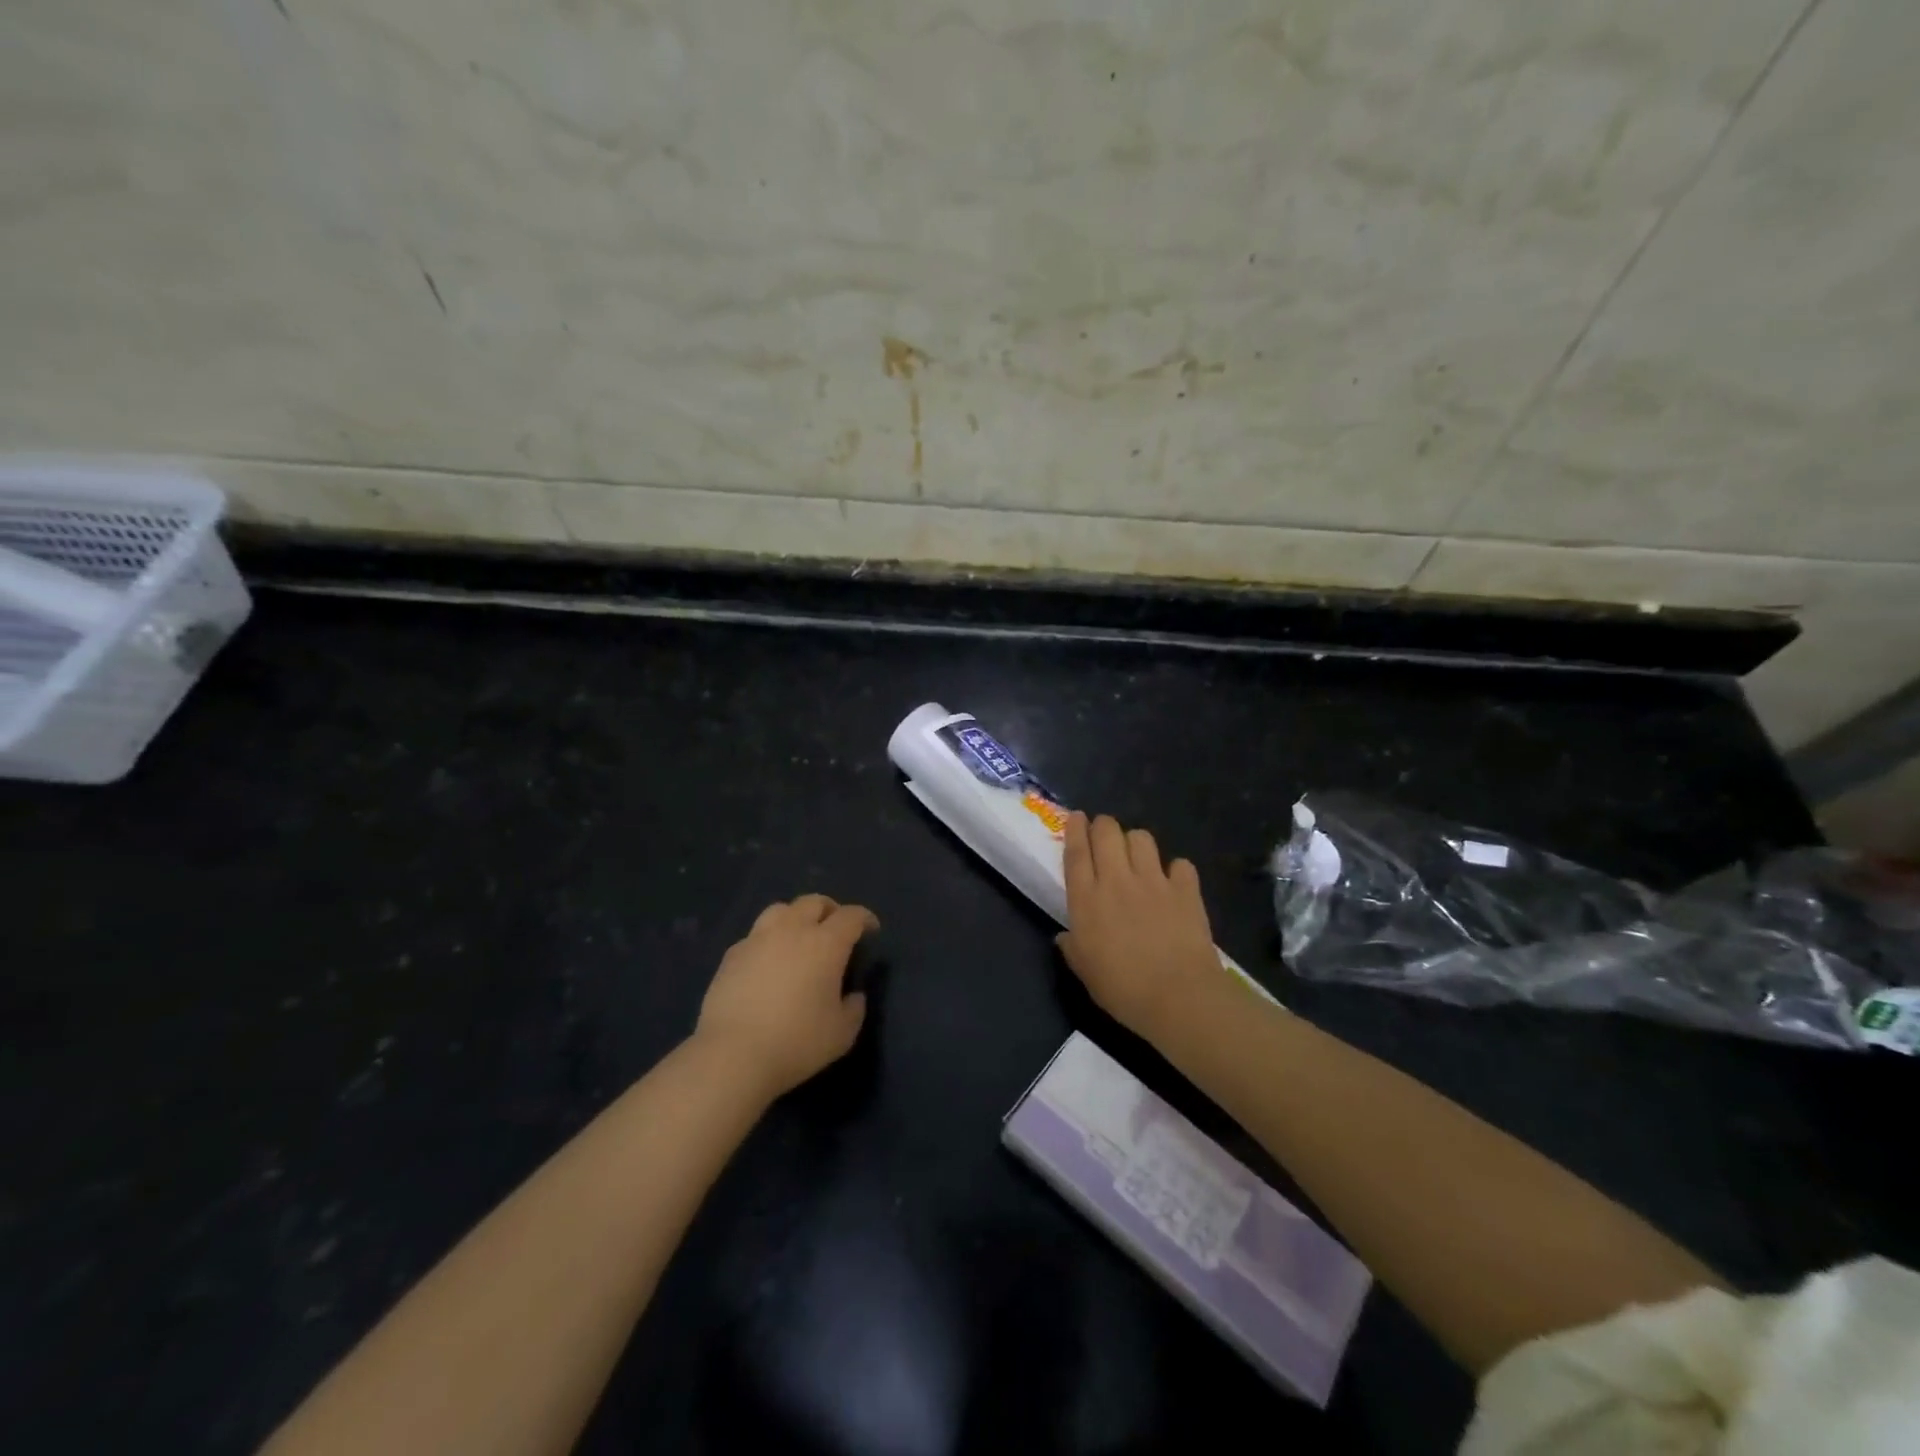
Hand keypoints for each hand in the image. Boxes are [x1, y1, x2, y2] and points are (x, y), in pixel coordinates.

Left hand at [696, 895, 878, 1098]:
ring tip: (799, 937)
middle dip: (830, 910)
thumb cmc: (796, 1042)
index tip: (871, 930)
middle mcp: (792, 930)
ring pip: (781, 910)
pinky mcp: (732, 955)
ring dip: (796, 917)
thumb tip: (853, 995)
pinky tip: (768, 962)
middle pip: (814, 902)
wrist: (733, 1055)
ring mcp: (758, 939)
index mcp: (826, 943)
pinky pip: (755, 935)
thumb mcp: (842, 1033)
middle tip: (836, 929)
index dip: (865, 919)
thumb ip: (854, 1008)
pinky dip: (768, 940)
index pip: (851, 916)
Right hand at [1056, 812, 1227, 1040]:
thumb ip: (1072, 948)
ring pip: (1141, 838)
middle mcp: (1117, 880)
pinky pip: (1180, 864)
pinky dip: (1176, 870)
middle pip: (1107, 832)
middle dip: (1103, 826)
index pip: (1076, 852)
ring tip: (1136, 856)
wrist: (1179, 997)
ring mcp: (1154, 881)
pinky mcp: (1185, 889)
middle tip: (1103, 835)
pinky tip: (1174, 882)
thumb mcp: (1084, 972)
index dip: (1075, 830)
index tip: (1076, 817)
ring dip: (1135, 842)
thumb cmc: (1122, 989)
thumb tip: (1064, 937)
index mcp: (1086, 899)